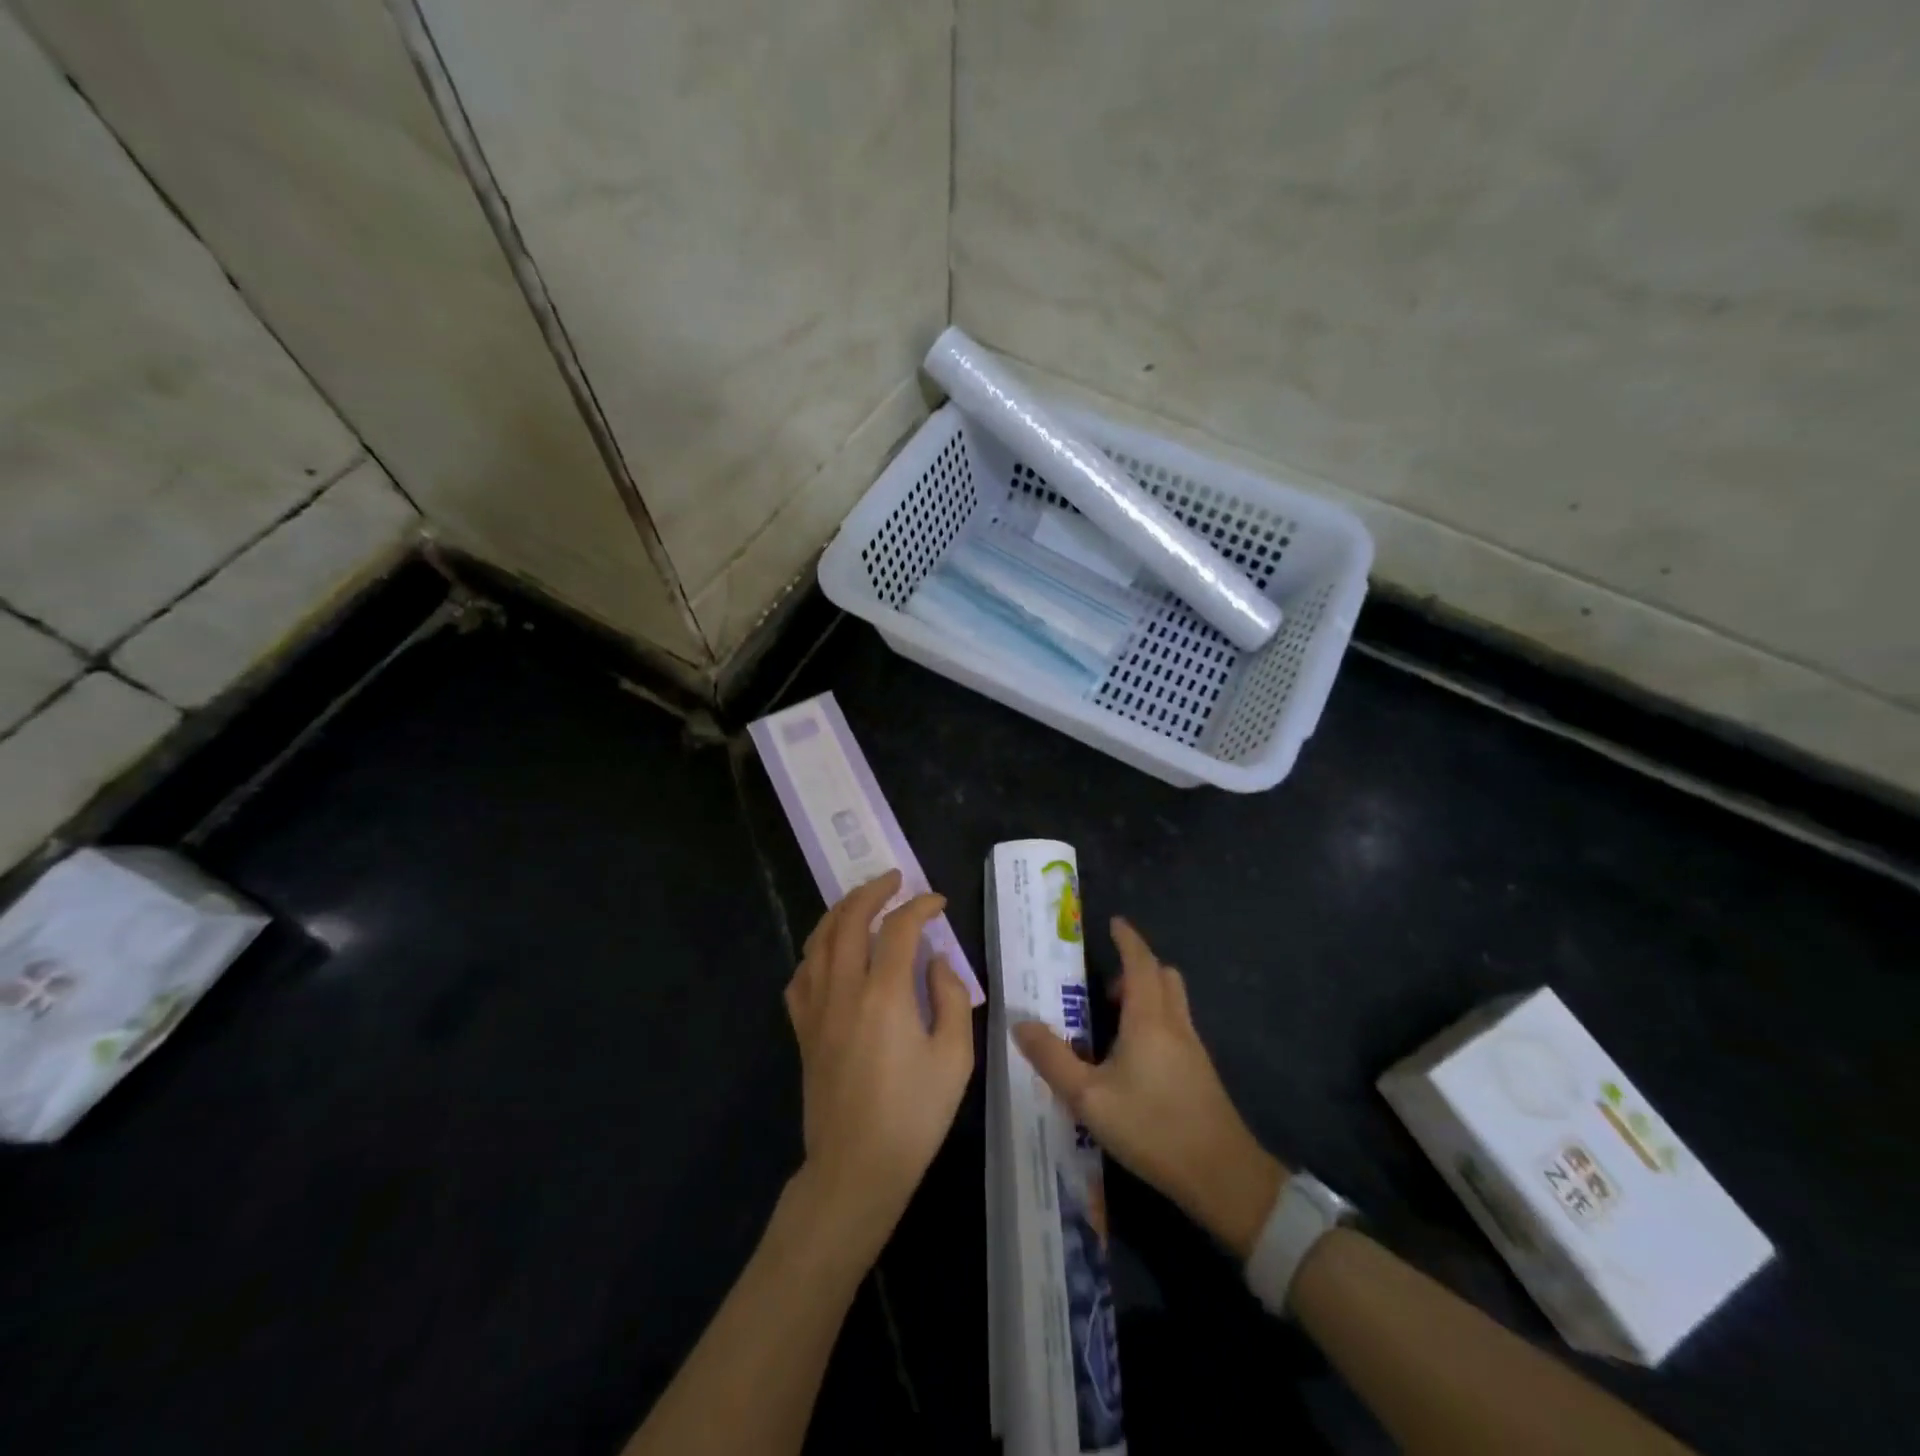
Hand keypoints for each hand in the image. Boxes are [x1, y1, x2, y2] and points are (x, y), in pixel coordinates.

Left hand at [785, 870, 976, 1253]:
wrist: (856, 1169)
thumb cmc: (914, 1116)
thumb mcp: (954, 1058)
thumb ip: (951, 998)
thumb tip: (936, 961)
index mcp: (885, 994)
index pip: (899, 928)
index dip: (920, 906)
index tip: (938, 903)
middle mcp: (844, 990)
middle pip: (849, 920)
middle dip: (872, 891)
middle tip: (894, 879)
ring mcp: (817, 1009)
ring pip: (818, 940)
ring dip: (840, 911)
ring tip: (861, 901)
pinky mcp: (803, 1030)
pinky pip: (801, 975)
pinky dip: (816, 951)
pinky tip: (829, 953)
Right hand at [1013, 918, 1285, 1259]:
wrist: (1222, 1176)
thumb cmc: (1152, 1127)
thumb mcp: (1088, 1097)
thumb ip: (1051, 1059)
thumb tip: (1019, 1023)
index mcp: (1148, 1018)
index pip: (1140, 962)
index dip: (1128, 939)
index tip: (1114, 923)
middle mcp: (1174, 1023)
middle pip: (1162, 976)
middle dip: (1136, 967)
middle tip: (1104, 984)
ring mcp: (1193, 1048)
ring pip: (1172, 1001)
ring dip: (1147, 994)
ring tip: (1113, 1020)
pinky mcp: (1200, 1072)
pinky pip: (1176, 1026)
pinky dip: (1155, 1020)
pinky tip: (1134, 1057)